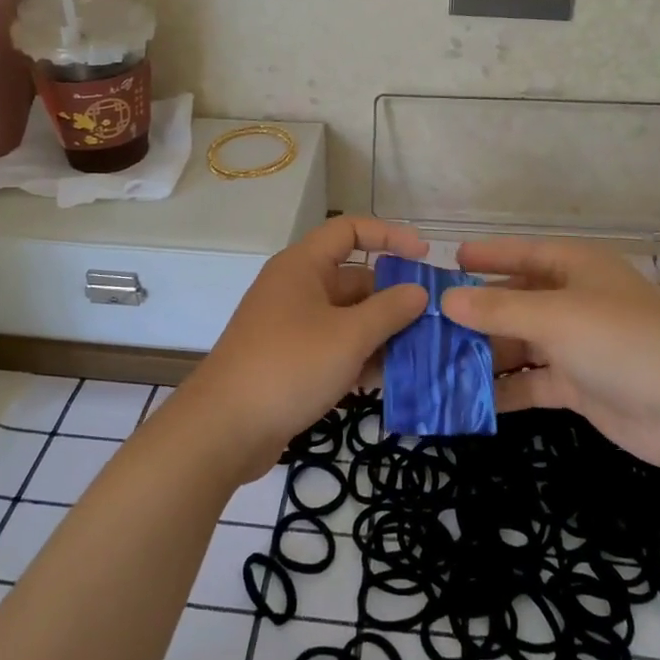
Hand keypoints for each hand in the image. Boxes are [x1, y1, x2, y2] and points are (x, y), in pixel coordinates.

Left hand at [182, 216, 429, 479]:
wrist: (225, 428)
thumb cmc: (289, 366)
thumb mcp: (348, 336)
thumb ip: (389, 310)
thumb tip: (419, 292)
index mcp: (303, 266)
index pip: (349, 231)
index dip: (389, 235)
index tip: (425, 256)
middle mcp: (296, 288)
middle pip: (354, 279)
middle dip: (393, 298)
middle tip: (434, 320)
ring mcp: (291, 325)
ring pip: (347, 317)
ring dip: (381, 333)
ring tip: (422, 354)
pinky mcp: (290, 360)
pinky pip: (334, 346)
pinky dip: (360, 357)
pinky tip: (388, 380)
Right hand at [441, 236, 659, 470]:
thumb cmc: (621, 341)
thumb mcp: (554, 317)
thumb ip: (497, 310)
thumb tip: (446, 299)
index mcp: (576, 268)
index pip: (523, 253)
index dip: (487, 256)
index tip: (448, 262)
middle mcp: (575, 300)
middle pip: (516, 300)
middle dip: (476, 312)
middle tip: (428, 322)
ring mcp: (578, 345)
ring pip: (520, 342)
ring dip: (485, 353)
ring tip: (436, 362)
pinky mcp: (580, 385)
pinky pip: (532, 380)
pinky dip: (505, 388)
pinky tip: (468, 398)